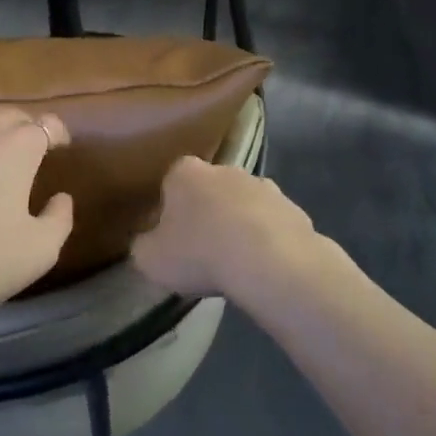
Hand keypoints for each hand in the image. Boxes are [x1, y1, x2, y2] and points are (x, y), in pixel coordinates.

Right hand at [130, 156, 323, 302]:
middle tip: (202, 250)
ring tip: (235, 262)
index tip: (171, 237)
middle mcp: (224, 169)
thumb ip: (143, 246)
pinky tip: (263, 266)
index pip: (171, 183)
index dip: (170, 210)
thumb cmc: (199, 253)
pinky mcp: (292, 208)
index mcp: (185, 172)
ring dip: (238, 225)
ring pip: (243, 205)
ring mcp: (263, 186)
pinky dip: (267, 240)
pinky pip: (272, 224)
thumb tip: (148, 243)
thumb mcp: (149, 258)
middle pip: (209, 190)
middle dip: (206, 213)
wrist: (268, 262)